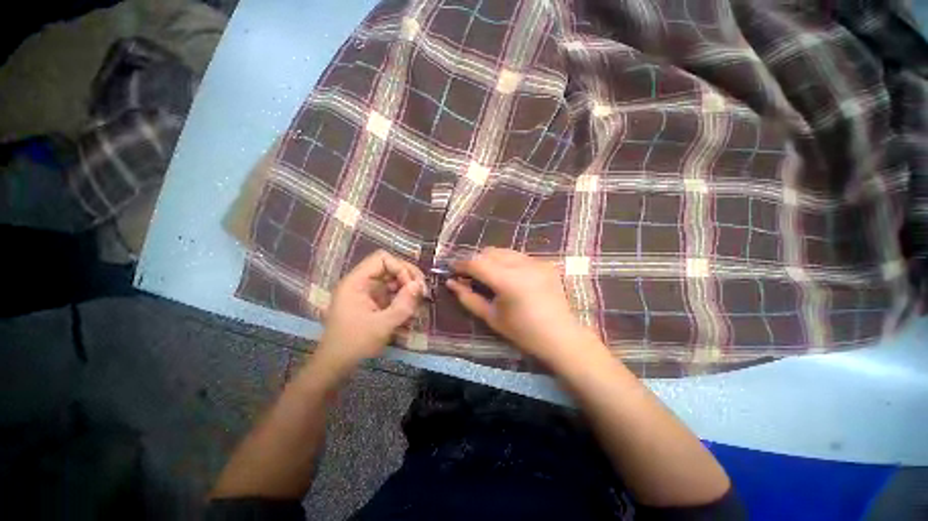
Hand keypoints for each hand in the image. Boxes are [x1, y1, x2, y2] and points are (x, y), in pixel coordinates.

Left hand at [314, 250, 425, 382]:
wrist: (337, 366)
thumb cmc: (354, 344)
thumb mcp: (382, 325)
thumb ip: (403, 304)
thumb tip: (419, 285)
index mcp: (356, 282)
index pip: (382, 259)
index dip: (400, 268)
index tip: (412, 287)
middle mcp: (362, 283)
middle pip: (390, 266)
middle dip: (408, 277)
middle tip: (421, 292)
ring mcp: (368, 292)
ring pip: (394, 279)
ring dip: (408, 289)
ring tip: (417, 304)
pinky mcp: (374, 302)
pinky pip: (393, 292)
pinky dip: (403, 299)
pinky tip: (410, 312)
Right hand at [446, 247, 591, 365]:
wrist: (560, 336)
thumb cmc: (522, 332)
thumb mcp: (491, 317)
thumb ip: (468, 297)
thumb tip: (451, 283)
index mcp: (507, 281)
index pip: (477, 263)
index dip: (461, 264)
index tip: (452, 269)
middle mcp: (522, 265)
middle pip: (489, 252)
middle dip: (476, 260)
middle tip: (470, 275)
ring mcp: (536, 262)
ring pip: (504, 251)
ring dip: (491, 259)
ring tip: (488, 274)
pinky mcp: (544, 263)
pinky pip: (518, 256)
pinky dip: (507, 261)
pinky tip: (508, 275)